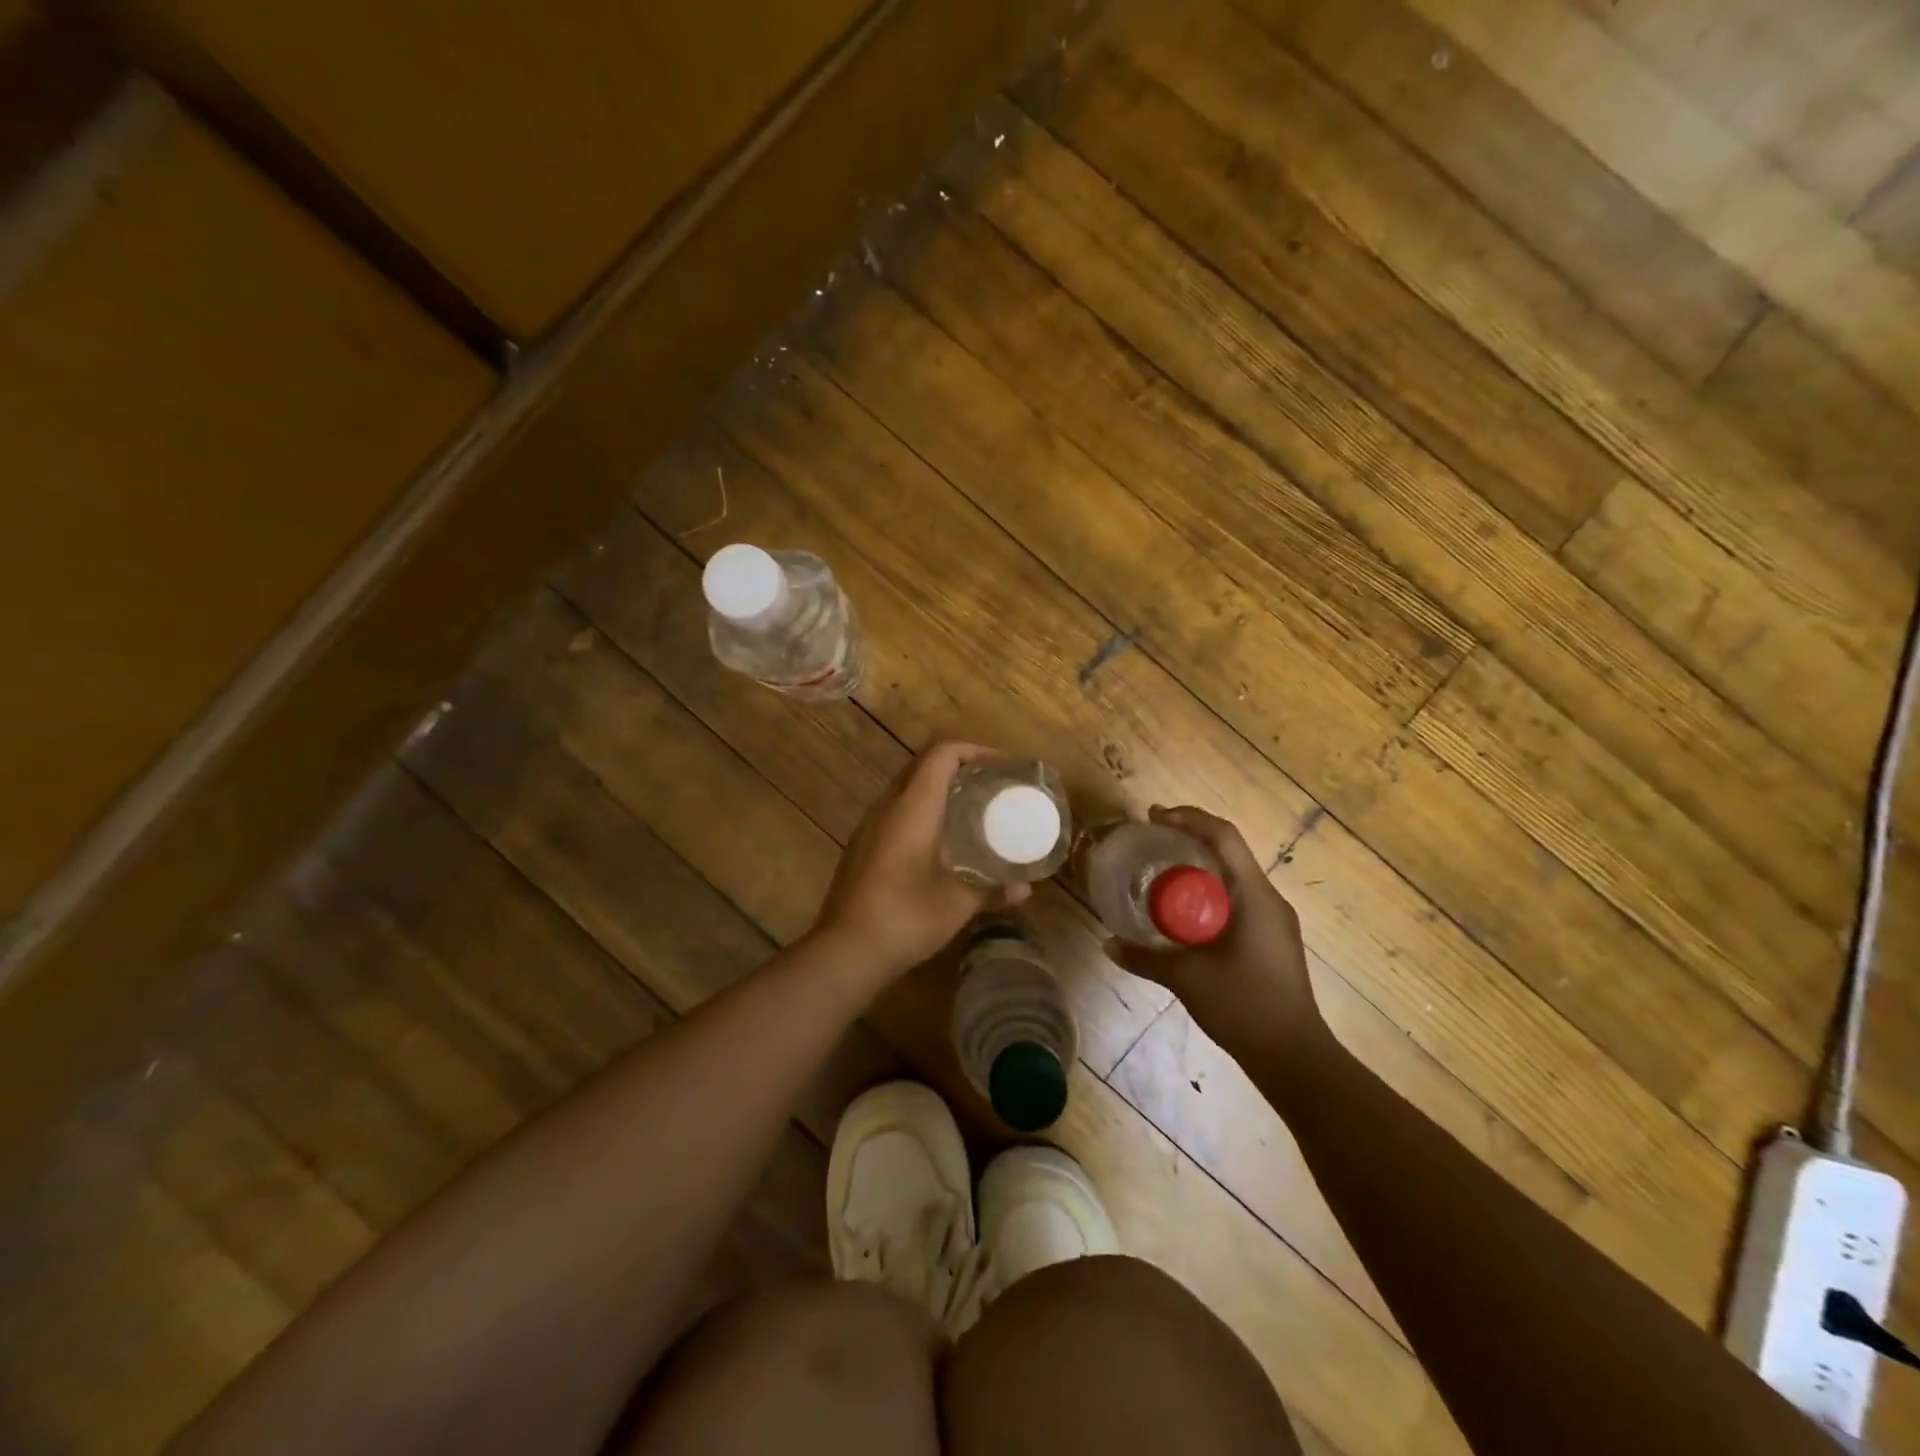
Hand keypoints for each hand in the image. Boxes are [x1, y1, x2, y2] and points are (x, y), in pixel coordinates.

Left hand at [811, 742, 1029, 982]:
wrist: (845, 950)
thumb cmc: (906, 916)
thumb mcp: (958, 904)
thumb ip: (993, 890)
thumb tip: (1024, 889)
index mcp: (913, 807)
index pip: (941, 754)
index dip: (973, 751)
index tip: (1000, 767)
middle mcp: (887, 807)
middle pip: (922, 765)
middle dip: (957, 767)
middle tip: (988, 786)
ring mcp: (868, 826)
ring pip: (905, 788)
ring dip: (936, 789)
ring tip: (968, 810)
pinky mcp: (860, 847)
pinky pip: (894, 811)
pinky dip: (920, 810)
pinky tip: (937, 841)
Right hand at [1103, 806, 1326, 1060]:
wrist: (1293, 1056)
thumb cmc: (1244, 1006)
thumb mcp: (1187, 979)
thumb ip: (1145, 958)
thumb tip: (1108, 943)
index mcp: (1255, 896)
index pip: (1224, 837)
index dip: (1189, 818)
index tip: (1155, 817)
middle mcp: (1269, 899)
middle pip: (1229, 851)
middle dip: (1190, 838)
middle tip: (1151, 840)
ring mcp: (1274, 920)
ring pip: (1233, 875)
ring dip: (1200, 865)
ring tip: (1162, 870)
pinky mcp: (1271, 939)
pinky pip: (1237, 898)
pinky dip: (1209, 891)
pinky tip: (1185, 911)